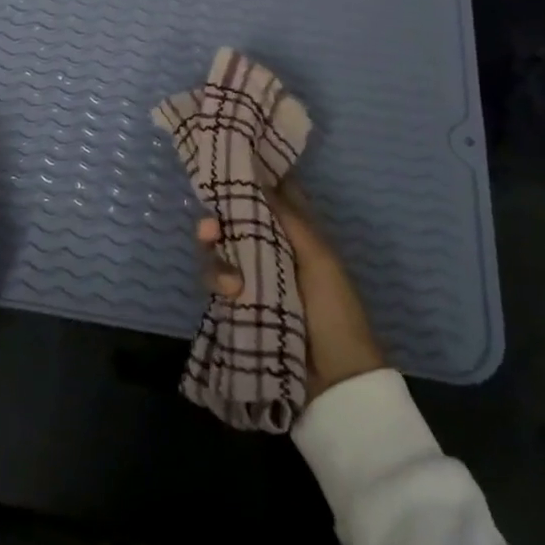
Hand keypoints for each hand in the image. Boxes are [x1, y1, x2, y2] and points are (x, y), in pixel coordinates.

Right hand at [198, 184, 384, 396]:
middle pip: (234, 220)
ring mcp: (253, 276)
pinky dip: (218, 281)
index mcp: (296, 232)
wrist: (335, 379)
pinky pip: (217, 281)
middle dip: (217, 220)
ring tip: (231, 282)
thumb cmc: (334, 309)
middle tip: (209, 228)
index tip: (225, 165)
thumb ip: (287, 217)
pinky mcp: (238, 303)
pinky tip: (231, 294)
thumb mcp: (317, 257)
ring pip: (220, 249)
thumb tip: (257, 177)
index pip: (269, 194)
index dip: (249, 177)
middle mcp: (271, 247)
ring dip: (216, 257)